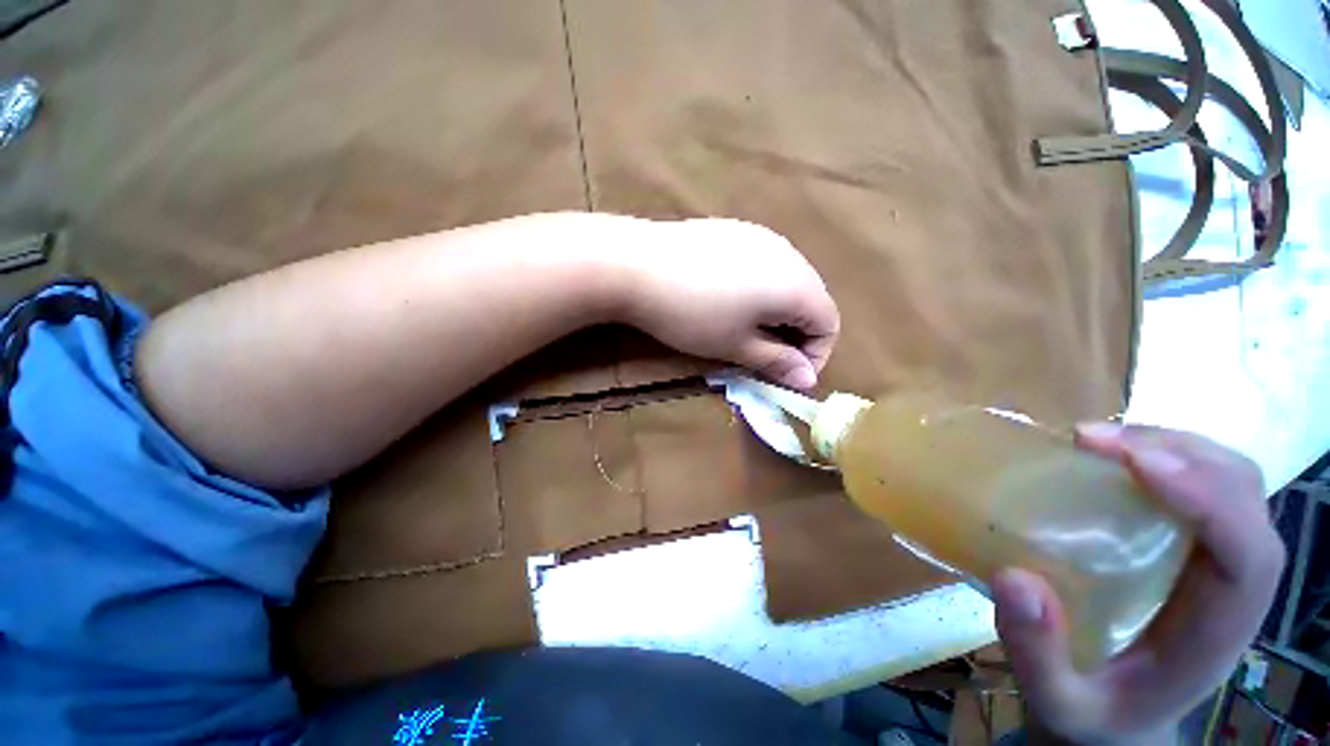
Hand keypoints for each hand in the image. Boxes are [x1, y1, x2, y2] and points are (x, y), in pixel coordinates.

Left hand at [615, 218, 839, 389]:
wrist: (638, 266)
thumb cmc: (692, 314)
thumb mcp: (736, 345)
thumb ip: (777, 362)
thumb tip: (807, 379)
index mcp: (797, 284)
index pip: (829, 324)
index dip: (814, 355)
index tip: (785, 374)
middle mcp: (789, 253)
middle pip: (811, 300)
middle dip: (795, 334)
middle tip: (764, 355)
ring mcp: (761, 236)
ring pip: (787, 280)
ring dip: (777, 311)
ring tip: (746, 328)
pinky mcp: (736, 230)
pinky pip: (764, 263)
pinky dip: (759, 288)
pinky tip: (728, 297)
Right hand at [992, 424, 1285, 744]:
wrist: (1118, 718)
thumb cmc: (1094, 714)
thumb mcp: (1057, 704)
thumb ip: (1039, 655)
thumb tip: (1015, 577)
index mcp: (1216, 632)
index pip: (1248, 554)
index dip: (1206, 498)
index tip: (1128, 461)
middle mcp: (1233, 587)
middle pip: (1245, 497)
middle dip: (1180, 454)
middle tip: (1092, 441)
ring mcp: (1217, 560)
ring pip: (1229, 478)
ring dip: (1171, 445)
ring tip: (1096, 441)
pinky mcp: (1193, 547)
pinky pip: (1200, 483)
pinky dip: (1162, 454)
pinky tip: (1112, 459)